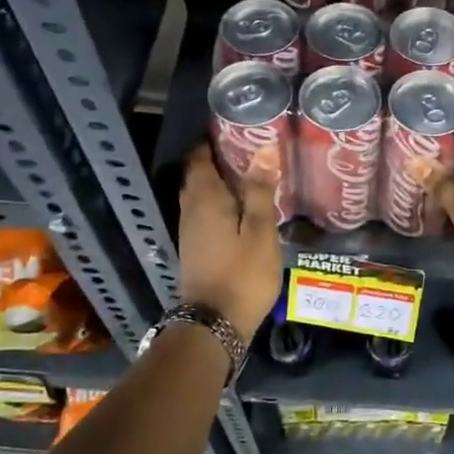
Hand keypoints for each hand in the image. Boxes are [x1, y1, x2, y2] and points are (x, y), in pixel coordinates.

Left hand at [178, 145, 282, 338]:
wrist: (214, 324)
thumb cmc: (242, 274)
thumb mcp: (260, 231)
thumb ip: (261, 190)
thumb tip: (264, 148)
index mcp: (204, 198)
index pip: (199, 157)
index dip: (213, 140)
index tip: (235, 129)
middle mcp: (190, 209)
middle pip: (198, 175)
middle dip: (218, 159)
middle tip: (249, 149)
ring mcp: (190, 231)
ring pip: (200, 196)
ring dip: (219, 183)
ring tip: (250, 175)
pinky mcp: (195, 248)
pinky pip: (204, 213)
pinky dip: (219, 203)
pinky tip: (241, 208)